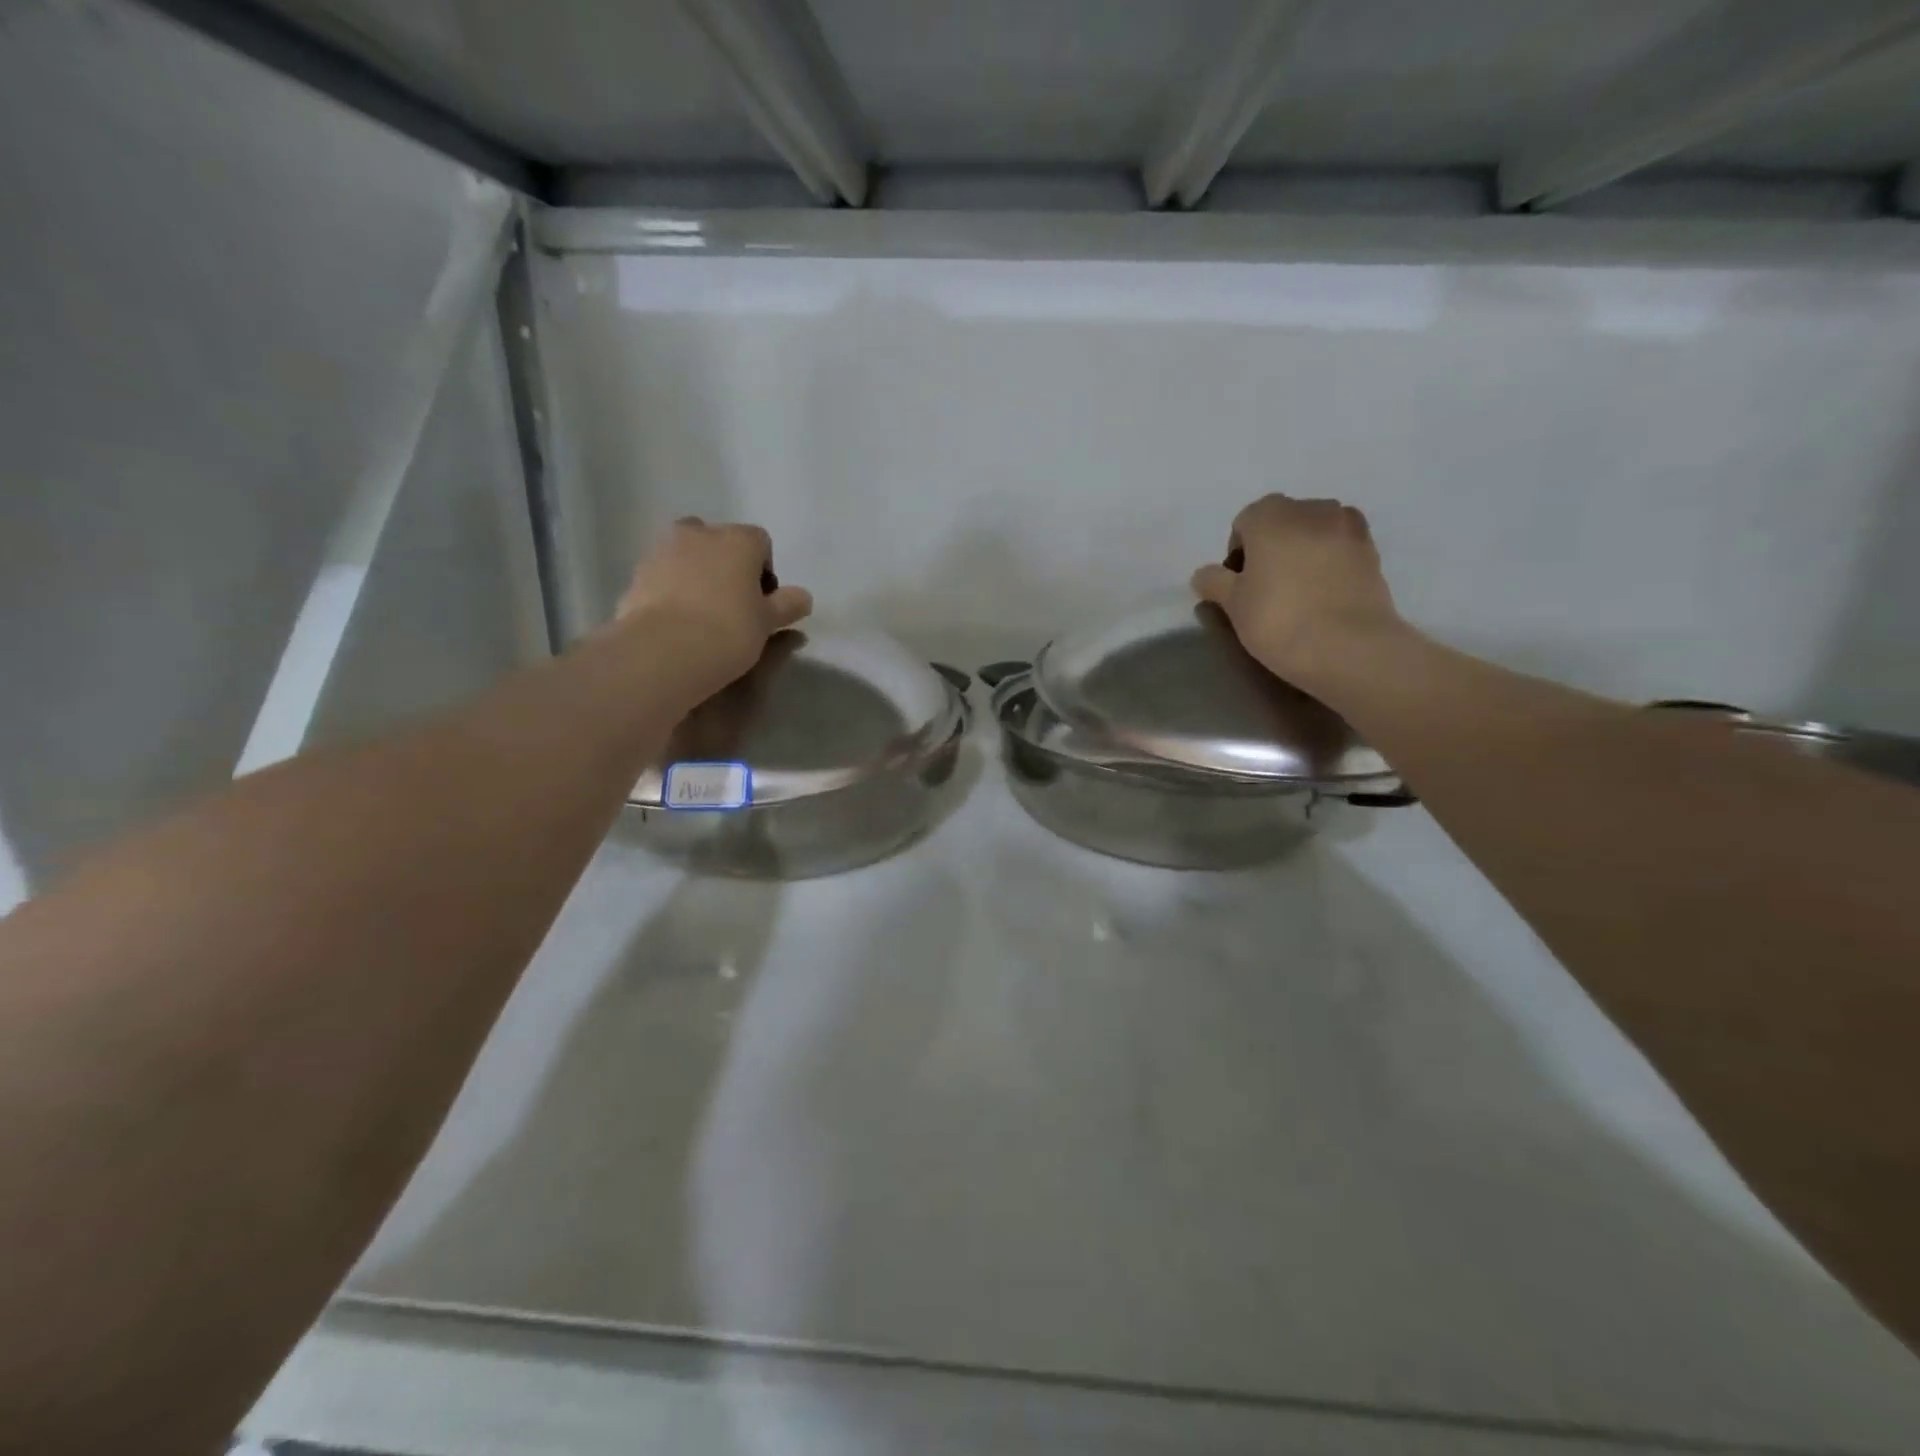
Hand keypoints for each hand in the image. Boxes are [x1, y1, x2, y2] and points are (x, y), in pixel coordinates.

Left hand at [616, 516, 811, 686]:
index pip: (760, 542)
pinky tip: (677, 621)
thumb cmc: (729, 630)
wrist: (664, 649)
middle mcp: (700, 533)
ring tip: (702, 615)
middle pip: (720, 541)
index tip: (762, 601)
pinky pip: (663, 575)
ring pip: (688, 555)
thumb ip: (787, 605)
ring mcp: (664, 549)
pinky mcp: (637, 573)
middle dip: (726, 565)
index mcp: (738, 539)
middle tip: (732, 603)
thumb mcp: (768, 622)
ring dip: (697, 574)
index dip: (764, 571)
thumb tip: (803, 597)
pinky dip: (672, 589)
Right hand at [1192, 494, 1404, 688]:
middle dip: (1272, 547)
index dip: (1238, 553)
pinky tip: (1324, 595)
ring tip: (1299, 590)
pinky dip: (1330, 562)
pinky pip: (1339, 548)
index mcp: (1271, 515)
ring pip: (1314, 532)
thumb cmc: (1278, 619)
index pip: (1244, 523)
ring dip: (1303, 550)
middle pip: (1282, 522)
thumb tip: (1204, 574)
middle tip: (1267, 588)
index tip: (1240, 585)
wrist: (1349, 646)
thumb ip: (1214, 582)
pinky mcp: (1373, 551)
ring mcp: (1348, 527)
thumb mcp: (1233, 604)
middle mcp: (1311, 509)